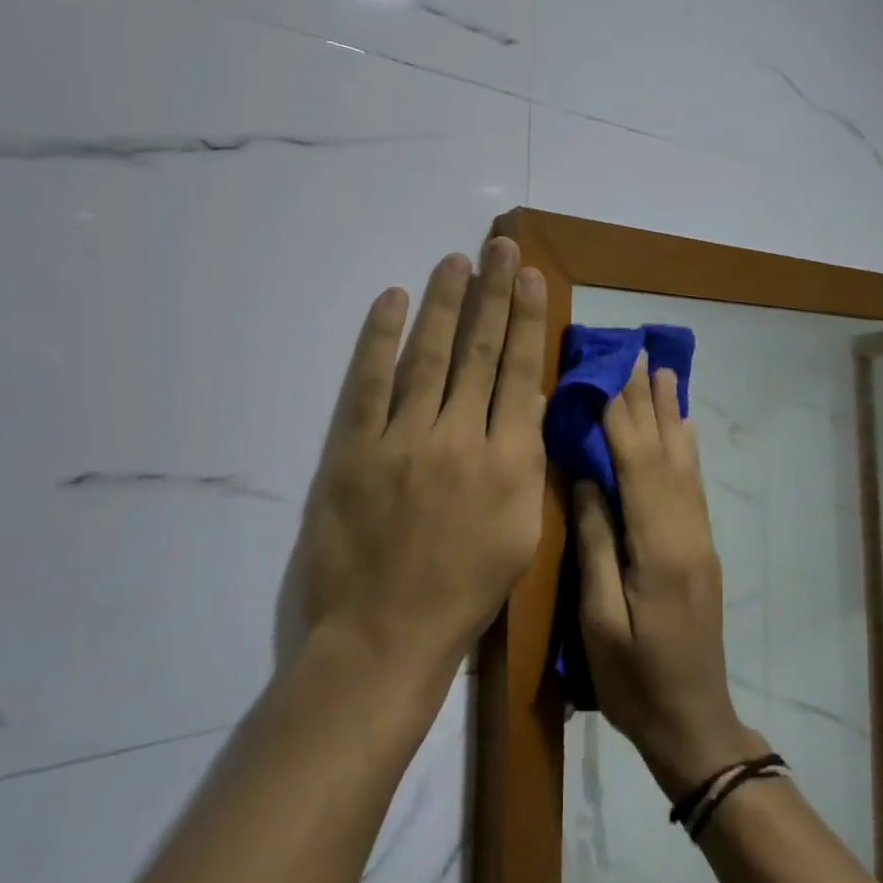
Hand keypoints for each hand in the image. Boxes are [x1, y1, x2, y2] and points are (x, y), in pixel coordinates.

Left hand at [296, 239, 547, 683]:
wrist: (384, 636)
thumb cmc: (463, 592)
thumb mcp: (520, 533)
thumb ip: (526, 463)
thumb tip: (527, 401)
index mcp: (506, 461)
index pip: (518, 372)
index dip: (524, 318)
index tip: (529, 276)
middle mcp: (459, 438)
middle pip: (477, 351)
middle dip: (491, 294)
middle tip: (499, 246)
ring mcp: (403, 440)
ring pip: (427, 355)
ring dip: (442, 303)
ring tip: (454, 262)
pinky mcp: (353, 449)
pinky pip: (368, 383)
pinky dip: (380, 338)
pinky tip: (392, 300)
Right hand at [574, 355, 766, 797]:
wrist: (695, 724)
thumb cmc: (634, 681)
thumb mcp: (599, 619)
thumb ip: (595, 543)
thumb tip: (585, 477)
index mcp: (657, 547)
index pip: (636, 464)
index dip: (621, 415)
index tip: (608, 370)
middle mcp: (686, 531)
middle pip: (665, 452)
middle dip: (648, 401)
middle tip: (638, 353)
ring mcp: (698, 539)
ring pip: (683, 462)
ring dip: (670, 414)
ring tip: (663, 372)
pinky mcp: (700, 549)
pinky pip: (693, 484)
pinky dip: (685, 446)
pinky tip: (683, 427)